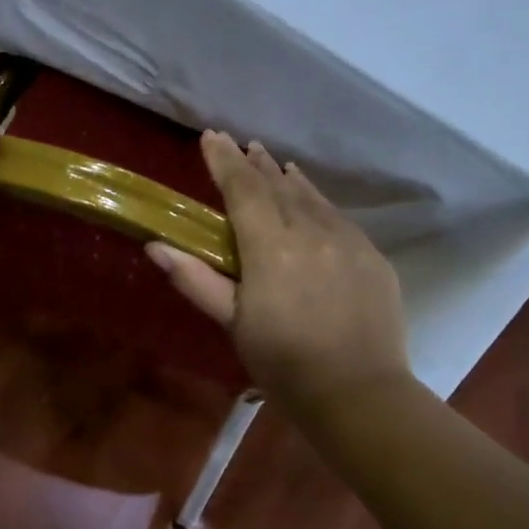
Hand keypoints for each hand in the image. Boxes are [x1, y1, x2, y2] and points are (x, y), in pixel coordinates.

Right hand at [148, 132, 413, 416]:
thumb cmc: (284, 362)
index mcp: (271, 248)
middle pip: (278, 186)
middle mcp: (312, 232)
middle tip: (239, 144)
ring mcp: (348, 241)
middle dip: (255, 163)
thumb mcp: (233, 323)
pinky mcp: (372, 256)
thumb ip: (196, 280)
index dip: (224, 161)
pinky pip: (338, 216)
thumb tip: (156, 246)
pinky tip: (311, 201)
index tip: (210, 136)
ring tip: (273, 162)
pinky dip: (317, 201)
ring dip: (287, 178)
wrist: (358, 392)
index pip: (243, 190)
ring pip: (312, 197)